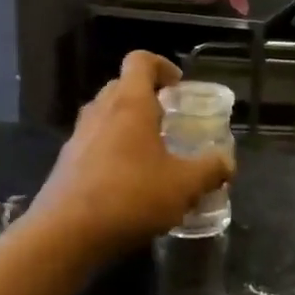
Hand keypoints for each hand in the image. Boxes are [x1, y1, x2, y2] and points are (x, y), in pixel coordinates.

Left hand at [30, 52, 233, 253]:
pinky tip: (129, 181)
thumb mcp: (184, 185)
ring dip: (128, 124)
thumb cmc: (130, 197)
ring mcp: (78, 137)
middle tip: (170, 119)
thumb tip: (228, 163)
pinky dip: (113, 149)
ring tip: (152, 151)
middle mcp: (100, 111)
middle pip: (122, 86)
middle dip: (147, 96)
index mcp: (129, 104)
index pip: (140, 61)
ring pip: (106, 115)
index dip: (162, 66)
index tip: (179, 86)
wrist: (66, 233)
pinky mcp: (66, 163)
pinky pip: (94, 142)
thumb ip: (210, 170)